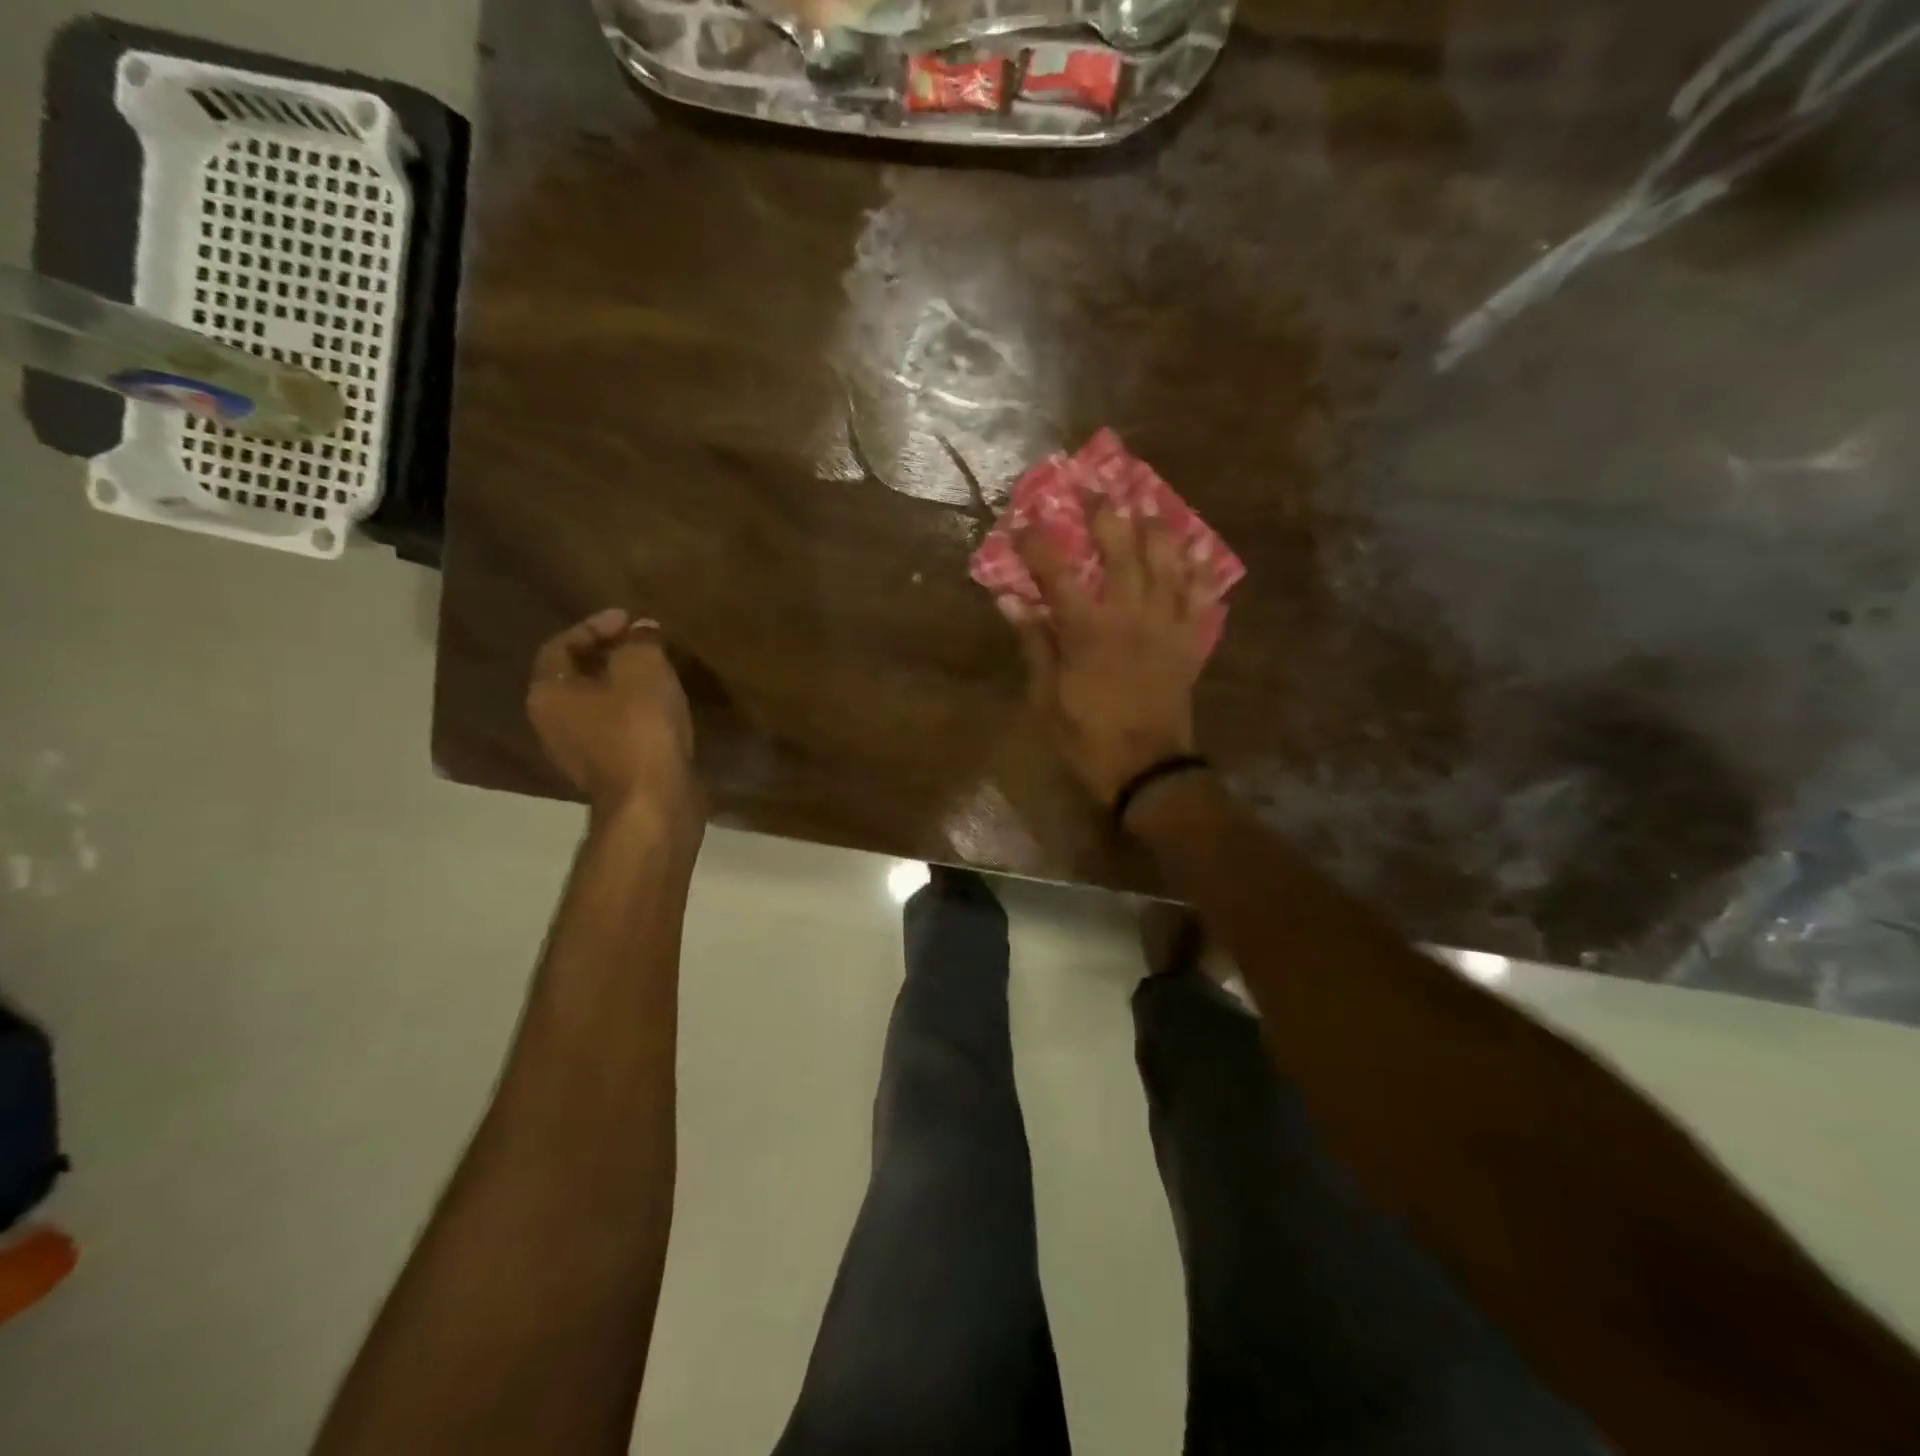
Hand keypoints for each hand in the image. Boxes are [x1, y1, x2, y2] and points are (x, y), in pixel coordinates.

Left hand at [527, 608, 698, 823]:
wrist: (653, 803)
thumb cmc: (639, 730)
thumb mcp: (643, 669)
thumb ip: (639, 641)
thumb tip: (641, 629)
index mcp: (548, 693)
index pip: (562, 645)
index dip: (596, 625)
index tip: (632, 619)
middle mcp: (552, 723)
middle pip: (577, 676)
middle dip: (610, 655)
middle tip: (646, 642)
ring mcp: (579, 752)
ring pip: (599, 705)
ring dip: (625, 686)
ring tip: (659, 672)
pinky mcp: (609, 772)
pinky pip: (618, 729)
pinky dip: (636, 713)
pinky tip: (664, 708)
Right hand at [1001, 501, 1216, 803]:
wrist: (1148, 770)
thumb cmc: (1087, 737)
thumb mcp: (1046, 698)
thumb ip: (1034, 645)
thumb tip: (1011, 602)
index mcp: (1087, 631)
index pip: (1057, 573)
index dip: (1039, 544)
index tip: (1024, 523)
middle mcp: (1130, 616)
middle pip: (1122, 551)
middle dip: (1106, 516)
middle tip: (1096, 490)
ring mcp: (1166, 626)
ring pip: (1167, 564)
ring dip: (1157, 531)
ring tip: (1148, 508)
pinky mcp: (1189, 642)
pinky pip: (1200, 598)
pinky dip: (1200, 572)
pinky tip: (1198, 552)